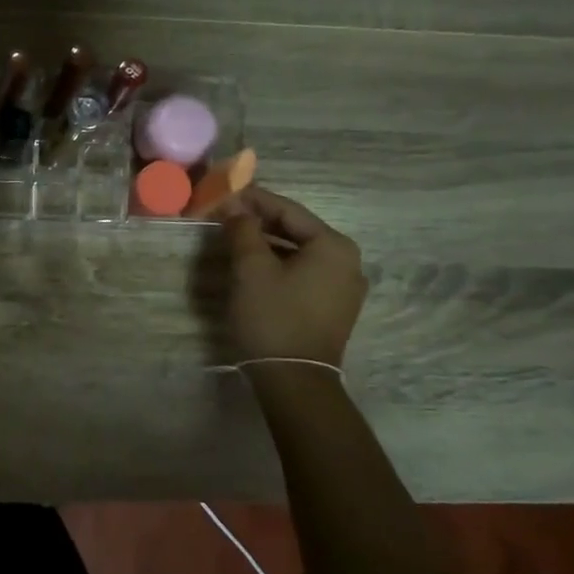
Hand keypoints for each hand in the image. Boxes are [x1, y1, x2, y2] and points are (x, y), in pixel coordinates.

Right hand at [220, 187, 366, 367]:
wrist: (295, 380)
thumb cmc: (273, 316)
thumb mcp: (251, 269)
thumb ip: (243, 230)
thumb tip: (235, 207)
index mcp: (333, 245)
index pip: (288, 210)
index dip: (253, 200)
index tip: (225, 193)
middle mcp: (348, 262)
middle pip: (297, 230)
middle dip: (260, 223)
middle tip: (226, 216)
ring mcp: (345, 288)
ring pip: (300, 254)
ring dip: (268, 245)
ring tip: (235, 241)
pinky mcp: (334, 309)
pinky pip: (304, 274)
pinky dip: (280, 266)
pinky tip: (255, 269)